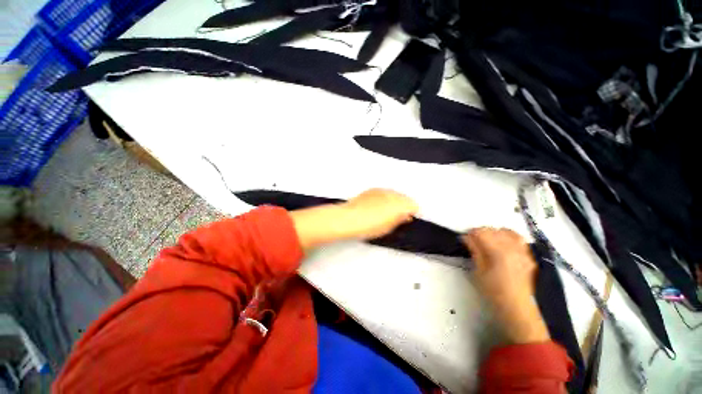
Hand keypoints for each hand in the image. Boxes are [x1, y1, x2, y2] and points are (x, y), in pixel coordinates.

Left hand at [290, 189, 417, 250]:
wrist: (348, 218)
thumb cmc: (370, 226)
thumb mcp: (388, 227)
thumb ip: (399, 219)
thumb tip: (405, 215)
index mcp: (399, 203)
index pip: (413, 205)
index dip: (411, 212)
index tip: (407, 219)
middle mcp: (392, 193)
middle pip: (404, 197)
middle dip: (403, 206)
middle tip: (397, 217)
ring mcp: (381, 190)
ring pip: (394, 194)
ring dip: (393, 201)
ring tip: (385, 212)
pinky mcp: (371, 190)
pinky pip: (383, 193)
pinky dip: (384, 198)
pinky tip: (376, 206)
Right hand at [463, 228, 549, 343]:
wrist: (517, 309)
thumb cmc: (494, 293)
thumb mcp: (479, 272)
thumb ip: (474, 251)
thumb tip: (467, 238)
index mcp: (499, 252)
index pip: (482, 232)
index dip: (470, 234)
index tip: (465, 239)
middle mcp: (513, 248)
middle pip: (493, 230)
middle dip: (480, 233)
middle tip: (473, 242)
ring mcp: (523, 252)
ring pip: (506, 231)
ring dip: (494, 233)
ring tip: (488, 242)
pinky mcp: (529, 256)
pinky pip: (518, 238)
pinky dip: (508, 236)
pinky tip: (502, 243)